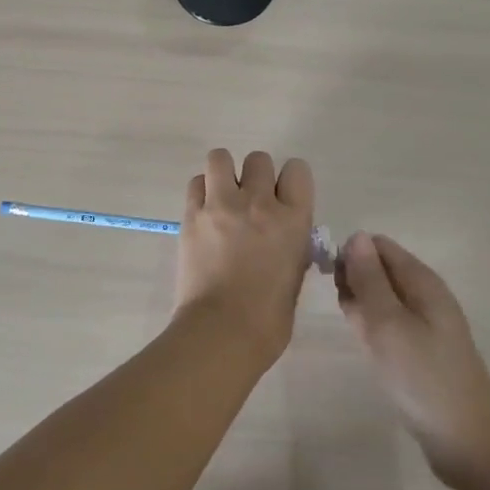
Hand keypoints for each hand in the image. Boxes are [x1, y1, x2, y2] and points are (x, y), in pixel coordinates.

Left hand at [174, 149, 314, 365]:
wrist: (222, 332)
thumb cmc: (268, 319)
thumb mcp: (295, 276)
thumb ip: (292, 246)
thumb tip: (284, 235)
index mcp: (293, 220)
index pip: (297, 170)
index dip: (289, 181)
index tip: (282, 197)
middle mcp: (259, 203)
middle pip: (259, 160)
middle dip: (256, 176)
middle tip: (249, 202)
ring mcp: (222, 205)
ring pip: (221, 158)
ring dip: (224, 173)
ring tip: (223, 197)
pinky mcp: (192, 214)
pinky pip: (196, 182)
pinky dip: (201, 190)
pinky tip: (204, 212)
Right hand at [337, 233, 489, 489]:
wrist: (469, 444)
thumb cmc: (424, 378)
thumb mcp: (388, 324)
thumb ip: (369, 279)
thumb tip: (355, 236)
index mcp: (421, 281)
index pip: (377, 245)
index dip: (350, 256)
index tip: (334, 283)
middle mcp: (424, 295)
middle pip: (378, 270)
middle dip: (354, 284)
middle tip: (350, 317)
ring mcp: (424, 323)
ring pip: (380, 299)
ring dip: (361, 310)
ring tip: (360, 337)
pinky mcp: (421, 349)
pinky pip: (388, 325)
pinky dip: (373, 331)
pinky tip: (369, 351)